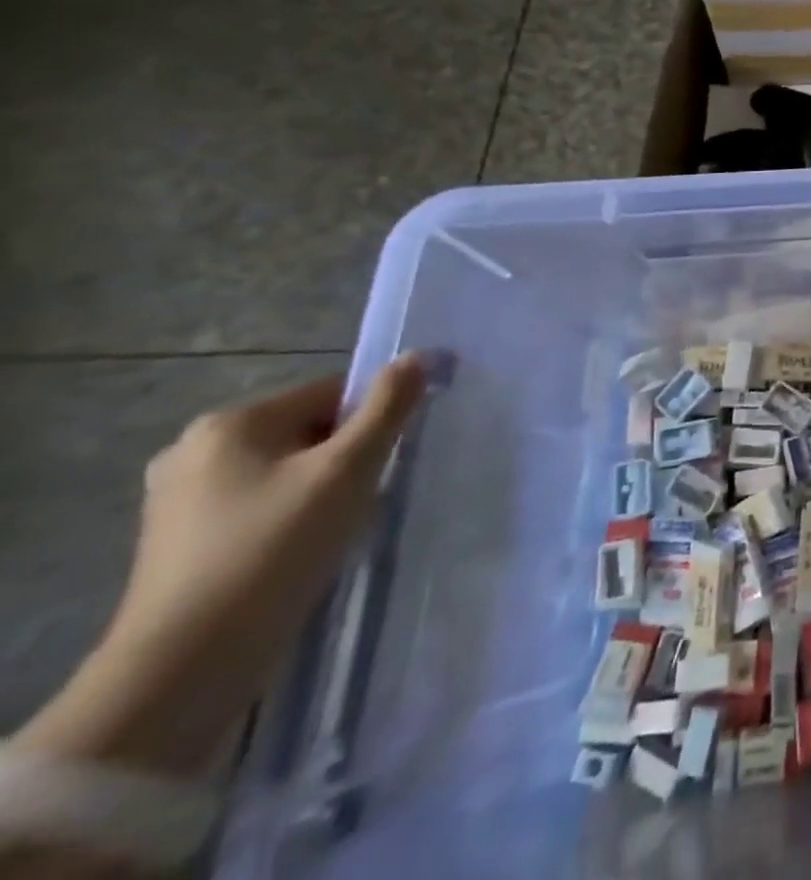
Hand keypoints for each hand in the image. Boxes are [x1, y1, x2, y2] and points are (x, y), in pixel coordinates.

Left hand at [14, 353, 444, 778]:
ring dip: (322, 491)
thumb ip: (388, 407)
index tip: (385, 463)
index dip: (370, 422)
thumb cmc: (274, 550)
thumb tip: (418, 355)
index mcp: (229, 423)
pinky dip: (290, 519)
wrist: (185, 668)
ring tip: (337, 530)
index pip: (330, 394)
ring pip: (286, 472)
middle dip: (345, 459)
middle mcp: (193, 451)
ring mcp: (178, 501)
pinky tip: (302, 552)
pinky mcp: (180, 543)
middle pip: (307, 432)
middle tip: (365, 499)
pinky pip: (259, 506)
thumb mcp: (348, 470)